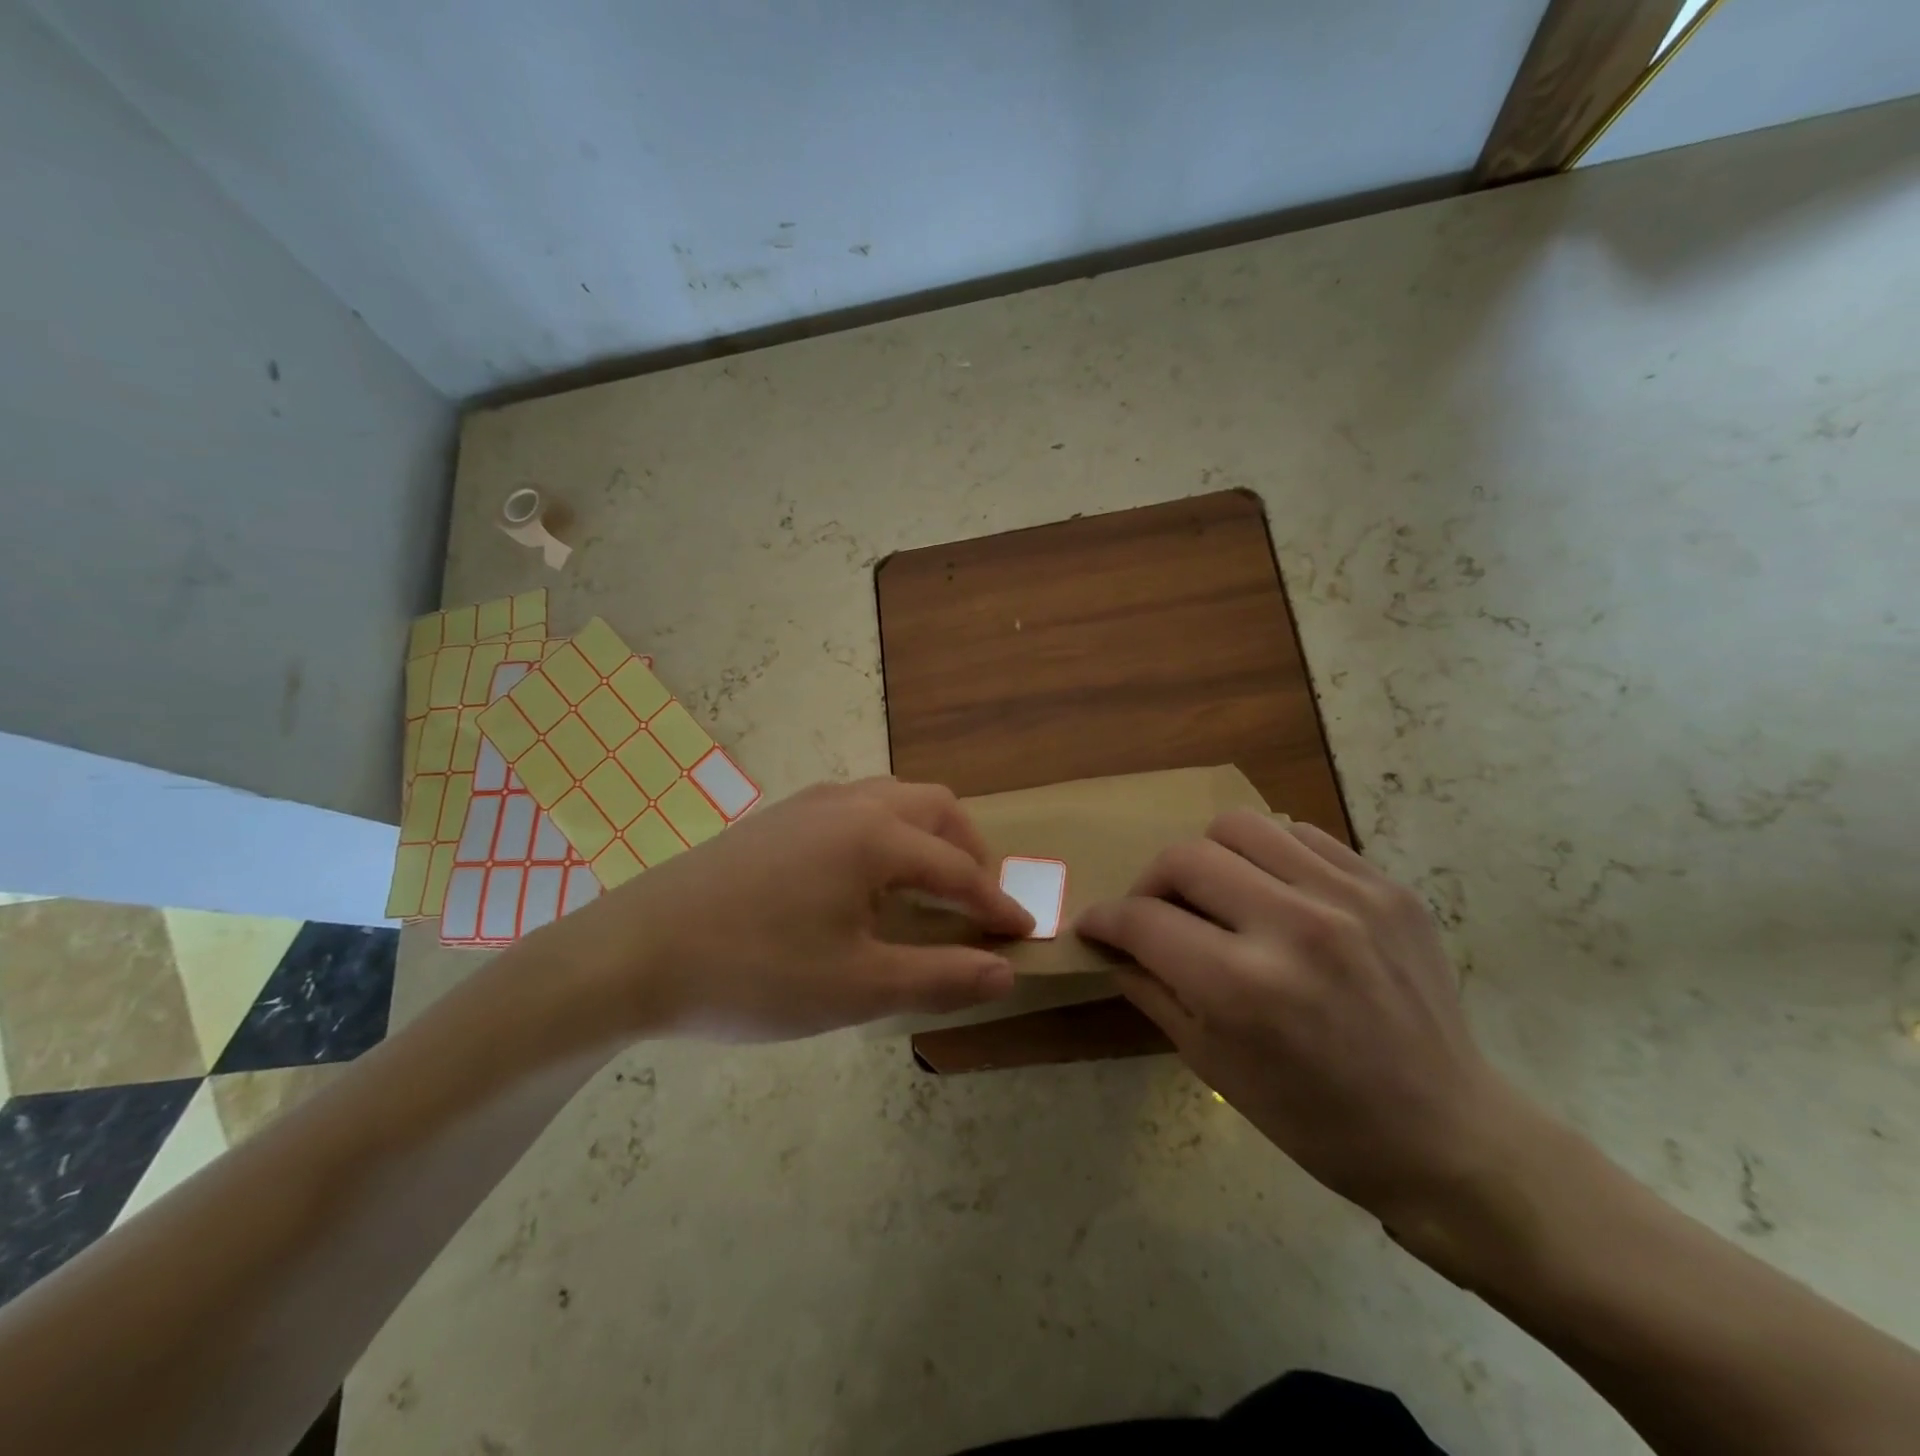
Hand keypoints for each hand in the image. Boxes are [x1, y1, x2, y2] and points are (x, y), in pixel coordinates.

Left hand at [548, 777, 1032, 1041]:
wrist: (635, 952)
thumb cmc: (754, 972)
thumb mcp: (856, 987)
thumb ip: (939, 976)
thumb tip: (1005, 971)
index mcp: (876, 837)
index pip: (959, 870)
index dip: (995, 904)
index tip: (1023, 932)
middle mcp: (850, 803)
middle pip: (935, 810)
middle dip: (969, 852)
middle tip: (978, 902)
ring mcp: (809, 804)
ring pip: (894, 799)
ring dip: (928, 836)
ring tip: (930, 886)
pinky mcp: (778, 818)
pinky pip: (856, 807)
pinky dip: (888, 831)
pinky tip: (866, 876)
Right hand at [1076, 812, 1530, 1227]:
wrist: (1447, 1135)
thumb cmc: (1317, 1121)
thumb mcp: (1214, 1066)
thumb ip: (1152, 990)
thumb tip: (1111, 945)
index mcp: (1244, 987)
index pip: (1144, 920)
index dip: (1105, 919)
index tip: (1096, 925)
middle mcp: (1294, 926)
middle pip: (1184, 857)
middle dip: (1150, 884)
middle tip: (1155, 913)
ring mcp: (1348, 898)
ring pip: (1239, 826)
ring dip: (1208, 857)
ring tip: (1216, 894)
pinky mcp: (1386, 888)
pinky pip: (1301, 835)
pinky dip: (1268, 856)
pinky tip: (1273, 894)